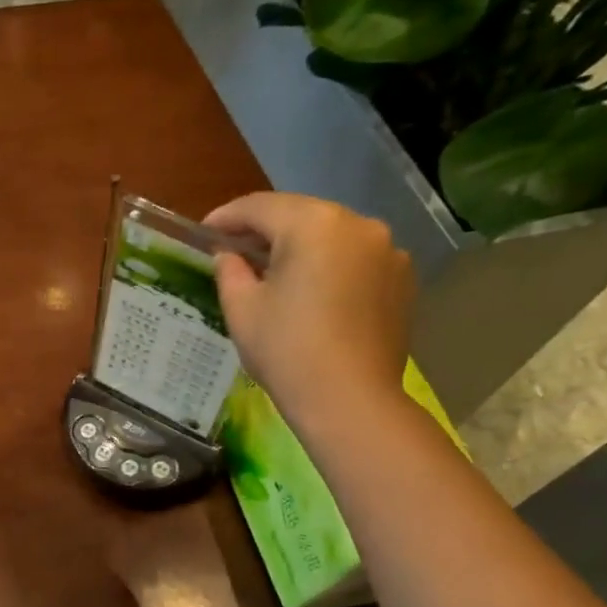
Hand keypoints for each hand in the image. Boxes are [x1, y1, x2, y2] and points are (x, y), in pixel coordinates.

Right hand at [206, 192, 416, 435]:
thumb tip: (228, 255)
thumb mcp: (242, 310)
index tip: (205, 231)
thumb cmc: (286, 351)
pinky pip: (355, 260)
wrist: (349, 400)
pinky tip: (312, 294)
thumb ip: (230, 271)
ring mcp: (387, 250)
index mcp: (313, 225)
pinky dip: (329, 266)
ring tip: (274, 273)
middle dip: (265, 230)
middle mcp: (357, 224)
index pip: (260, 207)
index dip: (227, 217)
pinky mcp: (401, 278)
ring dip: (300, 247)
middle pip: (300, 216)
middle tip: (235, 251)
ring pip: (331, 236)